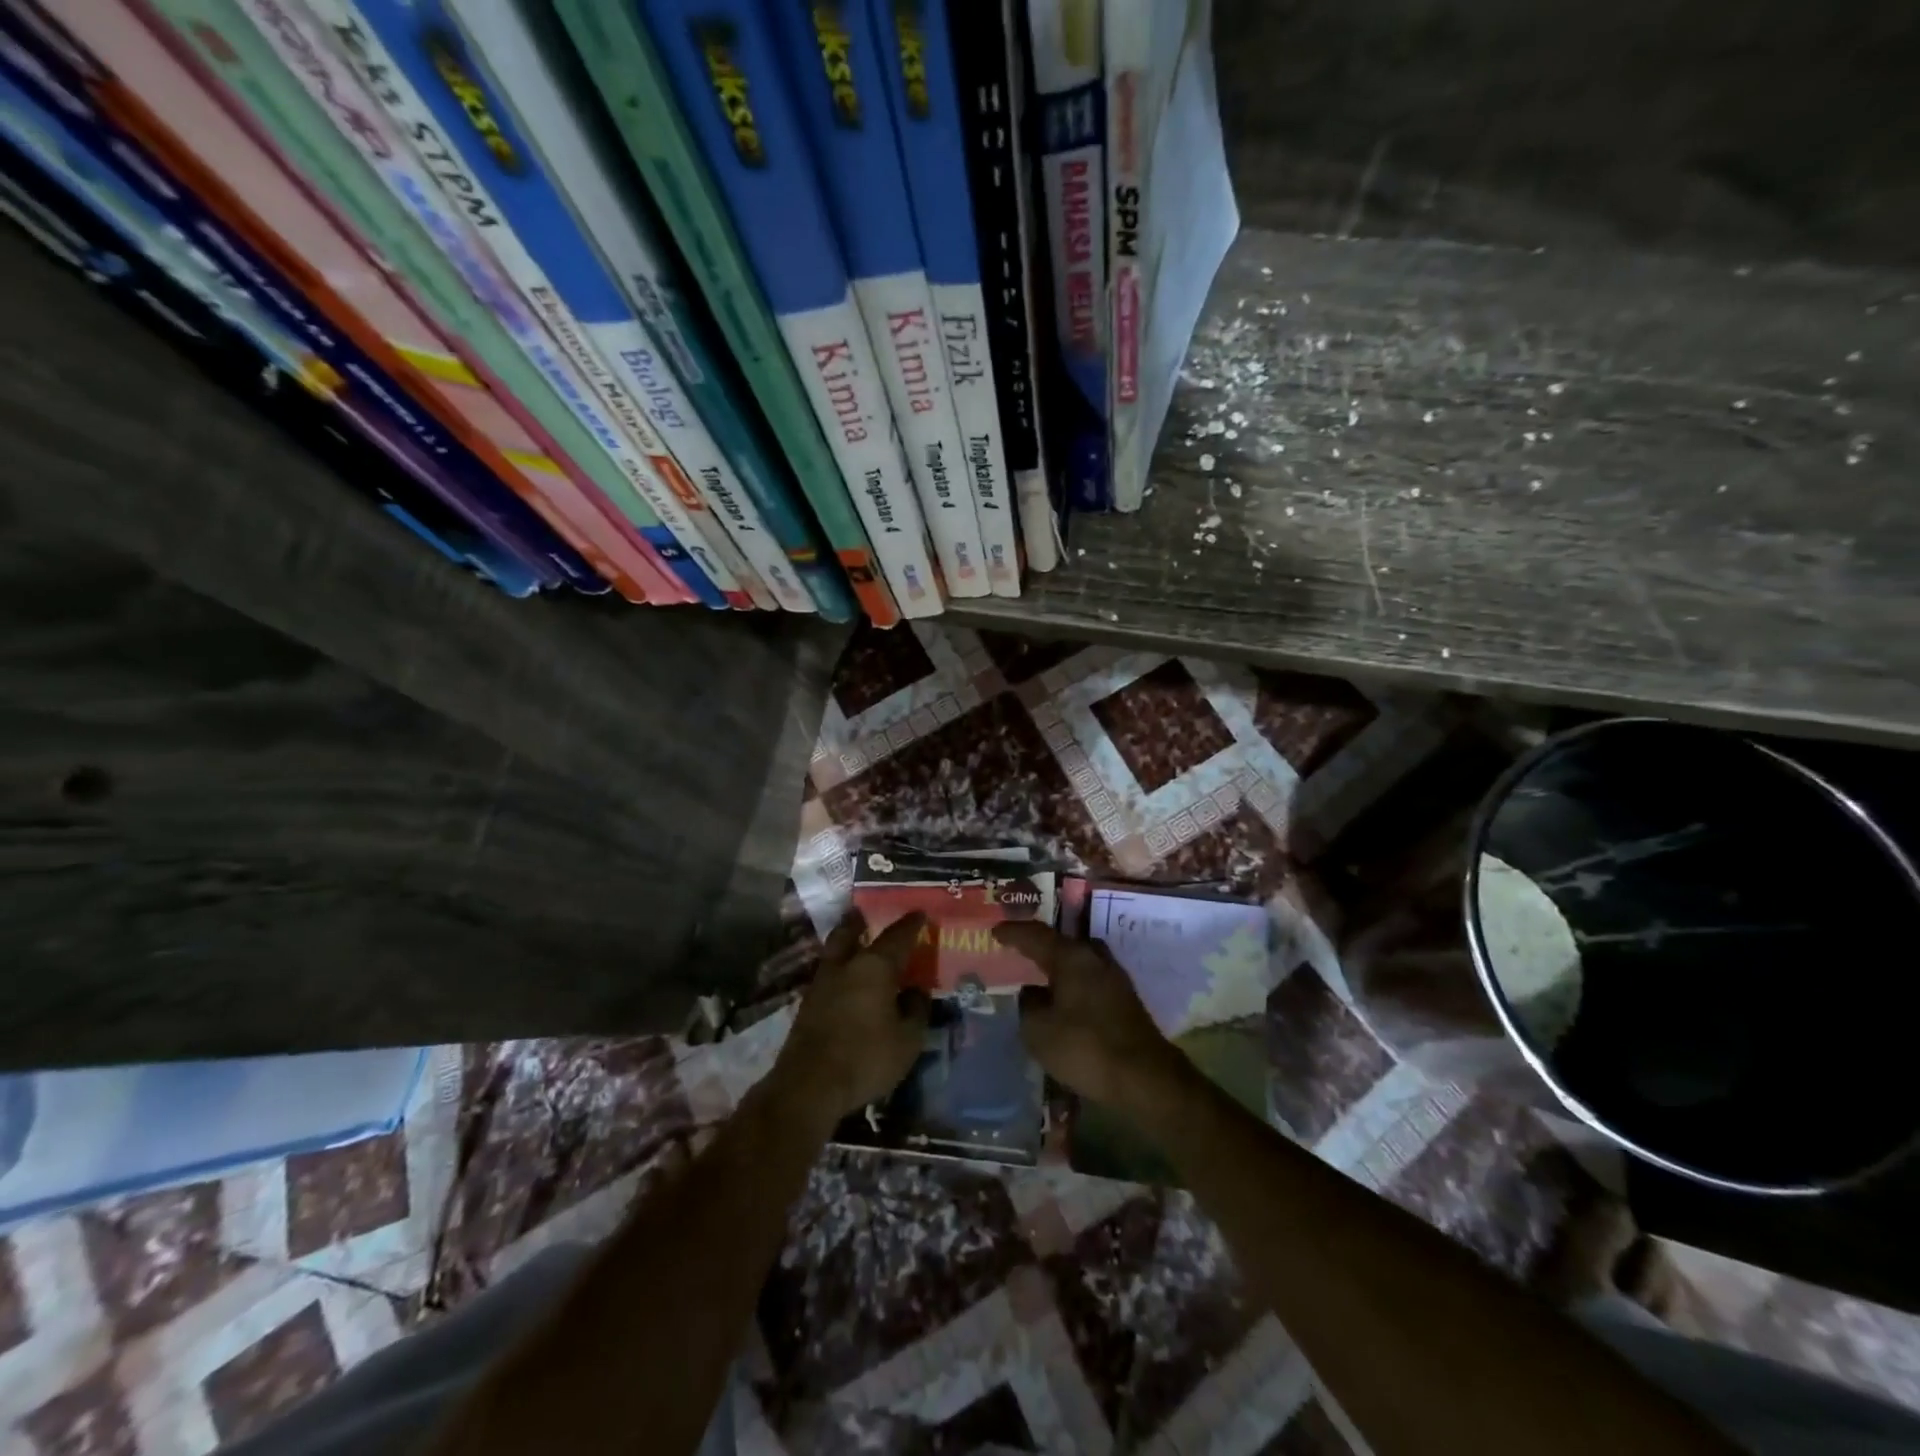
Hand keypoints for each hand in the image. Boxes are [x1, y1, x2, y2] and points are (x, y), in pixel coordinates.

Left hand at [772, 910, 930, 1129]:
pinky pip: (827, 975)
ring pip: (834, 952)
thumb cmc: (866, 1057)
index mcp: (874, 967)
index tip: (920, 913)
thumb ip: (916, 1010)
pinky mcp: (807, 1005)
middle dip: (859, 922)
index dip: (911, 924)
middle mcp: (846, 966)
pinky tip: (845, 981)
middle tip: (866, 915)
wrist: (809, 1085)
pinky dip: (838, 970)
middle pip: (850, 933)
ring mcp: (821, 984)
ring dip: (845, 943)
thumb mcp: (908, 1039)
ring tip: (855, 944)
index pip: (897, 937)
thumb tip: (916, 991)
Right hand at [993, 922, 1186, 1110]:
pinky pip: (1089, 979)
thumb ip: (1029, 1005)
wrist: (1145, 1077)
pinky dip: (1072, 983)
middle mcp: (1094, 957)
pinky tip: (1063, 997)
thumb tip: (1032, 993)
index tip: (995, 932)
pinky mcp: (1124, 999)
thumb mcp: (1039, 1030)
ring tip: (1039, 973)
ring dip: (1058, 965)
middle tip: (1018, 949)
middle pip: (1062, 943)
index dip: (1013, 932)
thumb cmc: (1085, 1048)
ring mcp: (1114, 977)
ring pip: (1078, 961)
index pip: (1036, 935)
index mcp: (1071, 956)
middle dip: (1039, 945)